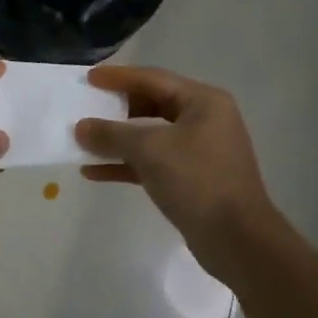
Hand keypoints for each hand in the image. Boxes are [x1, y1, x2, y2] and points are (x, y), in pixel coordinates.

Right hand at [76, 66, 284, 283]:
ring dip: (117, 140)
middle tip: (86, 107)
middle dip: (117, 109)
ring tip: (83, 141)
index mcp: (203, 101)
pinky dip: (126, 165)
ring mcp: (199, 151)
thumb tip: (81, 128)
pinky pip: (152, 163)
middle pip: (152, 104)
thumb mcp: (150, 150)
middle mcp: (204, 120)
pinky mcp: (191, 180)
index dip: (118, 77)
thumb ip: (112, 134)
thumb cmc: (197, 180)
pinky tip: (94, 172)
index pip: (153, 79)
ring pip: (150, 136)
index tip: (89, 78)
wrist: (237, 240)